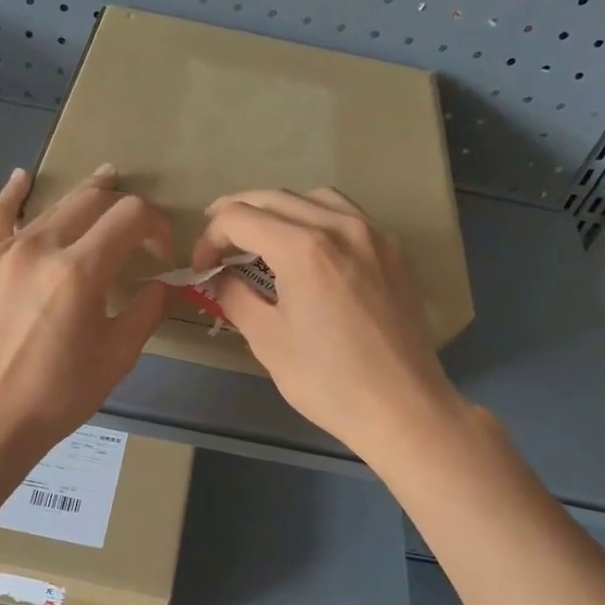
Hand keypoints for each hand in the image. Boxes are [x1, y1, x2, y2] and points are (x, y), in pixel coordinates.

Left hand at [0, 165, 169, 466]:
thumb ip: (147, 310)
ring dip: (84, 195)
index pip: (130, 216)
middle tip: (139, 228)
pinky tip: (22, 178)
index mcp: (81, 271)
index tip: (162, 251)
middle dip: (124, 206)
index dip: (156, 225)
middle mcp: (42, 247)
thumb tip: (164, 283)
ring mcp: (7, 251)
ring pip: (52, 206)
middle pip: (92, 202)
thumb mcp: (117, 356)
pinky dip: (12, 194)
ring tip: (105, 183)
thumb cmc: (59, 394)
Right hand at [191, 188, 462, 460]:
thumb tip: (219, 277)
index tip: (202, 266)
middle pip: (274, 197)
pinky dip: (315, 219)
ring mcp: (373, 235)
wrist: (403, 407)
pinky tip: (308, 249)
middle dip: (236, 215)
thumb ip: (235, 297)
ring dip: (278, 210)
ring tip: (261, 238)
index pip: (240, 217)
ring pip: (313, 198)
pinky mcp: (393, 251)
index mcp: (303, 249)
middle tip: (216, 243)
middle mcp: (340, 227)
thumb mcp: (268, 341)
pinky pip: (346, 215)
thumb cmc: (328, 381)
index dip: (210, 237)